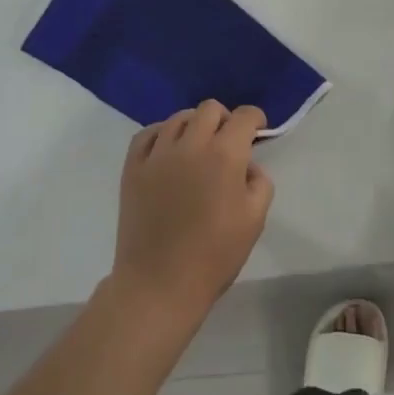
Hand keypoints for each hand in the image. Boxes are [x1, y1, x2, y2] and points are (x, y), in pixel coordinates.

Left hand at [109, 101, 273, 330]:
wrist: (159, 285)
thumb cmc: (213, 256)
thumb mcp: (255, 220)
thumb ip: (260, 182)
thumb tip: (246, 166)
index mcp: (225, 155)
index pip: (244, 116)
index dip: (255, 119)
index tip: (257, 131)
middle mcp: (191, 144)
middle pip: (210, 109)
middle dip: (225, 119)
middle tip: (227, 142)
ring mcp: (158, 153)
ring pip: (179, 117)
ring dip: (194, 125)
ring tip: (197, 147)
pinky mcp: (133, 167)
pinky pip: (147, 134)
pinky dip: (161, 134)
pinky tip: (168, 150)